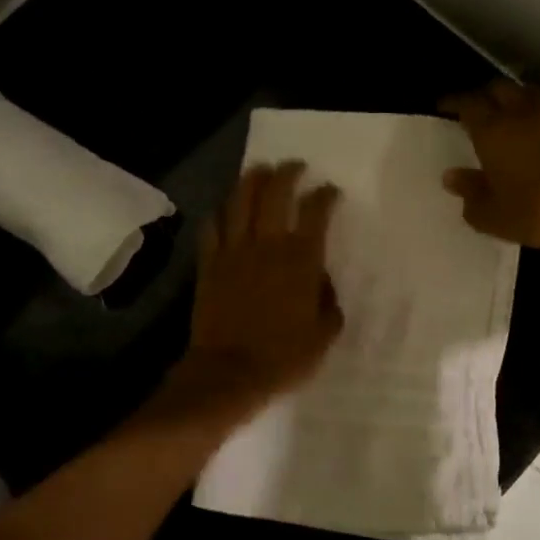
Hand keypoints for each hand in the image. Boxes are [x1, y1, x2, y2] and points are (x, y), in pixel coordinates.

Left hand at [162, 161, 343, 426]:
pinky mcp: (209, 264)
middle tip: (293, 166)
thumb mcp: (324, 335)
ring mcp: (234, 251)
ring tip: (259, 171)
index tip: (329, 190)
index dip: (324, 195)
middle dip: (286, 174)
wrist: (229, 372)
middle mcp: (267, 245)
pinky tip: (224, 210)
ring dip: (251, 181)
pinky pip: (212, 228)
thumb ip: (328, 302)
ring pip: (239, 202)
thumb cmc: (283, 357)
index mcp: (300, 260)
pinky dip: (220, 213)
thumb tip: (322, 282)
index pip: (315, 212)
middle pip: (274, 194)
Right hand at [441, 81, 539, 286]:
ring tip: (510, 111)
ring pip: (530, 91)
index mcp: (493, 130)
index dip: (453, 101)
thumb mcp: (488, 213)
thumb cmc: (531, 215)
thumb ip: (468, 191)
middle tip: (477, 108)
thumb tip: (452, 175)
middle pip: (500, 88)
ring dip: (515, 97)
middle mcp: (522, 114)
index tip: (444, 106)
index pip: (468, 103)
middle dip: (485, 94)